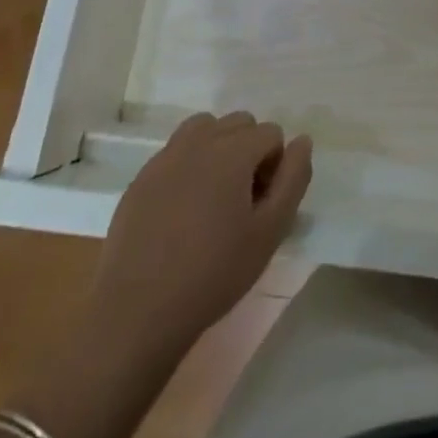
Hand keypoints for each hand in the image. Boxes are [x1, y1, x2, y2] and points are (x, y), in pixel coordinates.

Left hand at [88, 111, 313, 363]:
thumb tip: (302, 142)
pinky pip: (176, 152)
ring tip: (215, 196)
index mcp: (232, 150)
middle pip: (239, 123)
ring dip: (219, 148)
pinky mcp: (141, 178)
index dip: (275, 166)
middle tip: (242, 201)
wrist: (136, 314)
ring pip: (205, 128)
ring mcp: (165, 157)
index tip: (263, 205)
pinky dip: (189, 165)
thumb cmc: (213, 273)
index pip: (271, 133)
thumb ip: (293, 179)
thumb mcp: (270, 231)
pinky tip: (183, 211)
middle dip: (249, 151)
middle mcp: (199, 141)